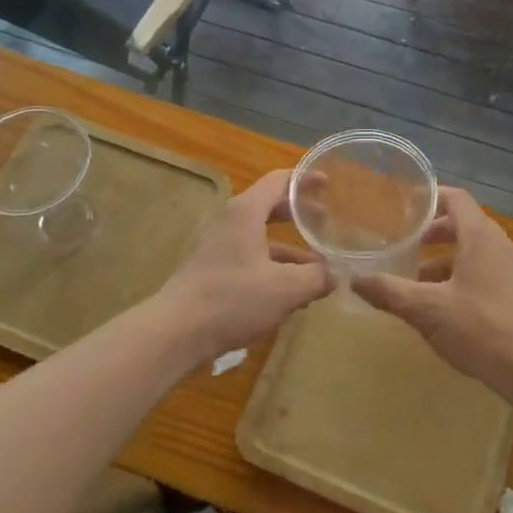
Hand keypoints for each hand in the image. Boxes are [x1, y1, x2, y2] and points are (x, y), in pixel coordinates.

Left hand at [153, 169, 329, 361]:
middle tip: (328, 222)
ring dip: (292, 249)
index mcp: (247, 213)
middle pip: (271, 208)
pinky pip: (253, 261)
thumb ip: (316, 277)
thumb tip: (336, 274)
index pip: (279, 181)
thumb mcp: (285, 289)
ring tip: (320, 267)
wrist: (175, 332)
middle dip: (300, 214)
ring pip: (263, 239)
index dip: (305, 180)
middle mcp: (232, 223)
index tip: (329, 184)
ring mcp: (221, 249)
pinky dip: (276, 269)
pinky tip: (293, 293)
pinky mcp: (216, 273)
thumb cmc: (232, 299)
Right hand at [354, 187, 512, 398]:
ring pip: (472, 253)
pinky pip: (483, 274)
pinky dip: (459, 279)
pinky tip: (441, 308)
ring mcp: (512, 272)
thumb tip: (354, 279)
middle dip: (431, 234)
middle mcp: (499, 246)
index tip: (402, 206)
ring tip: (414, 281)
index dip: (429, 197)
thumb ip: (390, 292)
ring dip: (443, 261)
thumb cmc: (482, 327)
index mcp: (481, 236)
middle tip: (403, 245)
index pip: (455, 198)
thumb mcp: (427, 310)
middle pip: (463, 225)